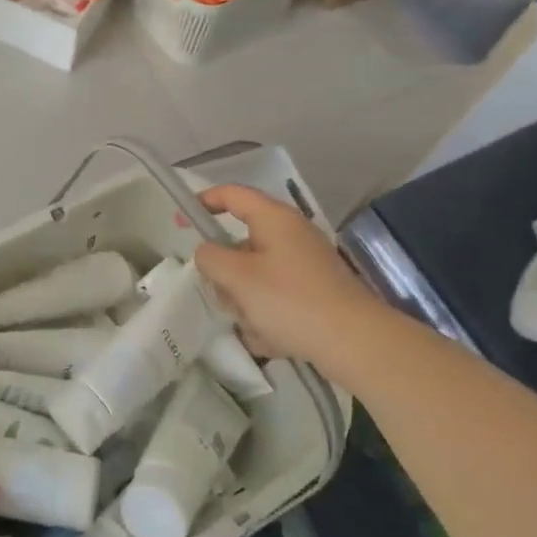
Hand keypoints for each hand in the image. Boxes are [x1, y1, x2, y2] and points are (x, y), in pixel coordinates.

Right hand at [193, 184, 386, 385]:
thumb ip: (211, 258)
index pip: (232, 194)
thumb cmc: (291, 301)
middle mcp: (292, 234)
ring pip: (257, 275)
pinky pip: (277, 297)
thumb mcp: (238, 278)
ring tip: (252, 325)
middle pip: (242, 243)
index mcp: (274, 218)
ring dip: (246, 299)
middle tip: (223, 295)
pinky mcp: (316, 291)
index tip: (181, 221)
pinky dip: (268, 316)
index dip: (204, 202)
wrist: (355, 343)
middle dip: (227, 273)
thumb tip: (207, 252)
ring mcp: (307, 263)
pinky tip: (272, 339)